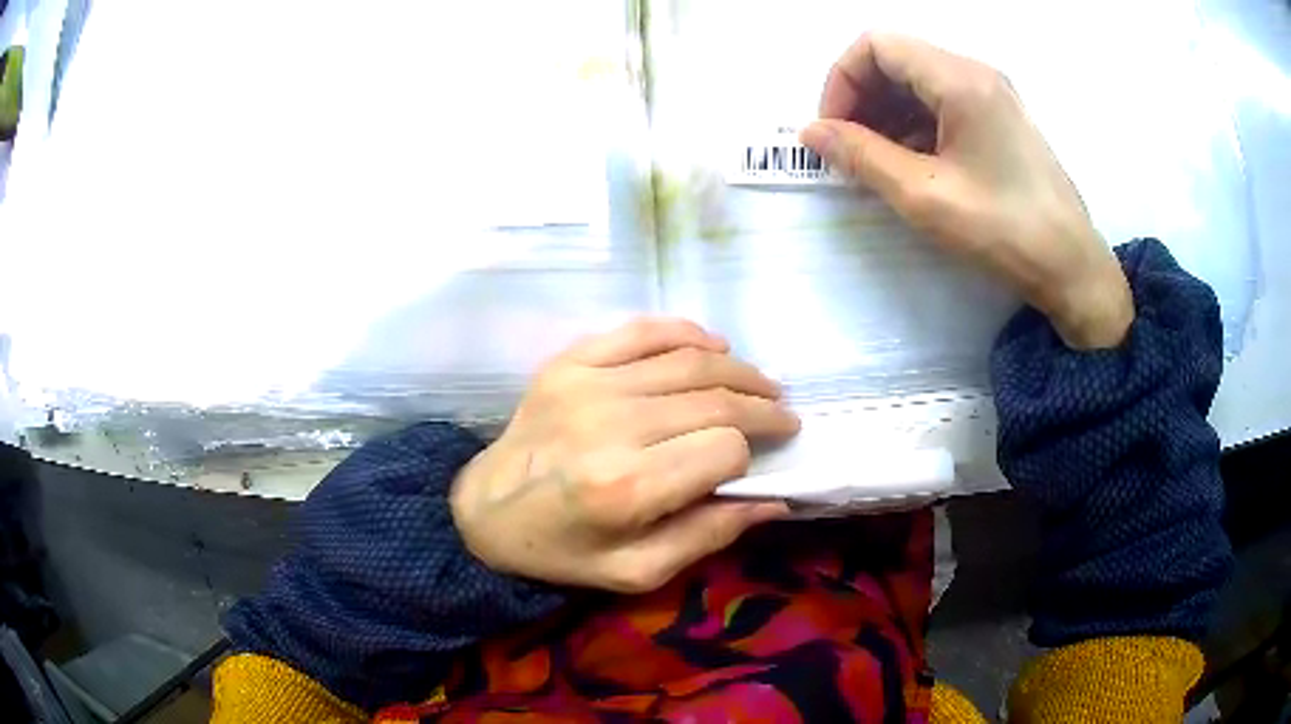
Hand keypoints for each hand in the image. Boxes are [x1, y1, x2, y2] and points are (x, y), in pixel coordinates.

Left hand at [450, 317, 798, 592]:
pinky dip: (686, 332)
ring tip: (762, 384)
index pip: (723, 450)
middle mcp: (612, 427)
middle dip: (761, 406)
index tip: (763, 459)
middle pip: (713, 400)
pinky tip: (713, 346)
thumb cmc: (562, 551)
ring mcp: (587, 384)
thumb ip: (706, 537)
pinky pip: (641, 332)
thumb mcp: (635, 571)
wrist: (485, 511)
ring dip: (738, 370)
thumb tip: (774, 501)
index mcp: (628, 488)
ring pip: (688, 361)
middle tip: (784, 415)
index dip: (751, 455)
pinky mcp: (569, 362)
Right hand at [801, 33, 1132, 349]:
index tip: (833, 130)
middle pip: (896, 60)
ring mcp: (991, 96)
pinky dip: (914, 126)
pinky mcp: (999, 120)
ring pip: (917, 83)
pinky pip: (941, 105)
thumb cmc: (1003, 230)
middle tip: (849, 150)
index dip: (841, 81)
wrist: (1071, 267)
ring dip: (885, 115)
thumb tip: (811, 133)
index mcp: (959, 79)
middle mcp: (975, 73)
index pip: (876, 46)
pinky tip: (909, 166)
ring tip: (875, 163)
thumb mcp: (924, 195)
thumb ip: (861, 156)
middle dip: (861, 99)